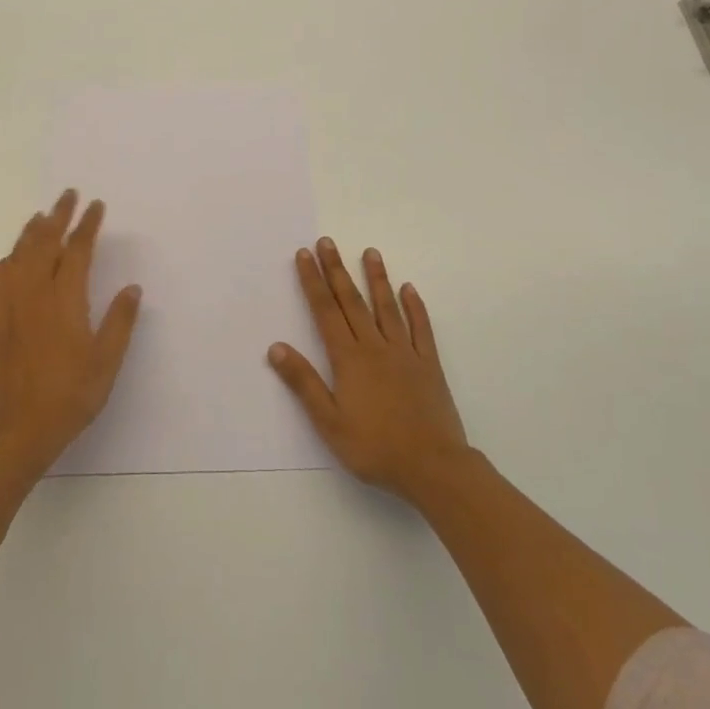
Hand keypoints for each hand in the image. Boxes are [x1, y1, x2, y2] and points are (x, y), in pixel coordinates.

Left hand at [0, 189, 141, 477]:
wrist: (17, 431)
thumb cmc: (69, 397)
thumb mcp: (106, 363)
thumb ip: (120, 322)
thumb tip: (132, 288)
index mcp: (65, 301)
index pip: (77, 250)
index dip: (87, 225)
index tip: (96, 206)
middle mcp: (34, 294)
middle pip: (44, 243)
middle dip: (58, 216)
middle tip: (68, 195)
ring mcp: (9, 307)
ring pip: (19, 256)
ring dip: (31, 232)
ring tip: (41, 216)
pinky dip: (6, 261)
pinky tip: (10, 258)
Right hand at [268, 238, 470, 504]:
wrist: (433, 467)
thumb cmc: (375, 448)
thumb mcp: (329, 422)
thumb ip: (304, 383)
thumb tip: (276, 347)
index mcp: (349, 358)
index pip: (325, 311)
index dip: (313, 281)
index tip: (305, 254)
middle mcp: (375, 346)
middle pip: (352, 301)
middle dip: (337, 269)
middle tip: (328, 241)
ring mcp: (405, 352)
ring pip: (387, 307)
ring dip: (377, 278)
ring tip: (370, 251)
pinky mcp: (429, 364)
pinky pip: (421, 328)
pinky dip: (414, 307)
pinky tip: (409, 289)